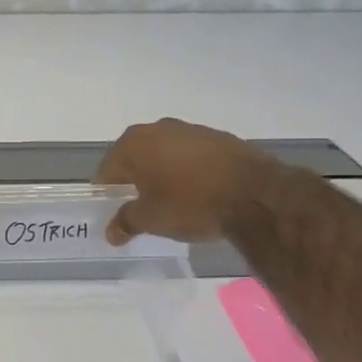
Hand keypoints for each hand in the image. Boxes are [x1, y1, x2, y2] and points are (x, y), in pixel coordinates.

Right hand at [95, 118, 268, 243]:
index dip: (107, 193)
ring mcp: (189, 129)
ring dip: (162, 172)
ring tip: (171, 199)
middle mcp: (156, 129)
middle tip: (140, 206)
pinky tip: (198, 190)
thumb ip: (126, 222)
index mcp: (132, 145)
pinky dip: (188, 169)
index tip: (114, 211)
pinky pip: (191, 154)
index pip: (107, 170)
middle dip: (134, 179)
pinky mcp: (218, 136)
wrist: (255, 193)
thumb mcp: (151, 219)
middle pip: (134, 157)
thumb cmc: (190, 204)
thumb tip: (111, 232)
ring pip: (164, 153)